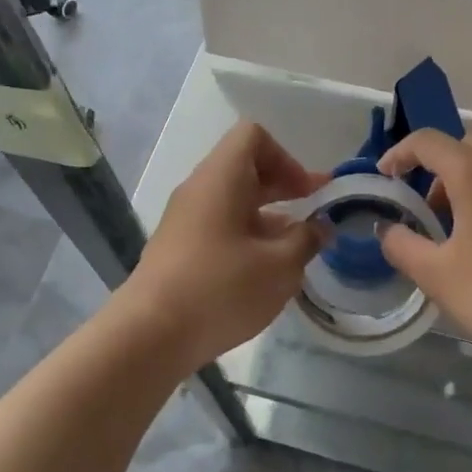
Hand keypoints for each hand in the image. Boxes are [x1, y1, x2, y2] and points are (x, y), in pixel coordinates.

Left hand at [123, 121, 327, 366]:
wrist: (150, 335)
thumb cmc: (220, 289)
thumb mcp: (279, 265)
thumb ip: (307, 239)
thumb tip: (320, 227)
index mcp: (221, 178)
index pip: (253, 136)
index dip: (287, 158)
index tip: (307, 193)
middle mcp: (199, 190)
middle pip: (245, 168)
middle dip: (285, 187)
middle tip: (317, 213)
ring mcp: (185, 221)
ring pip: (233, 201)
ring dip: (269, 217)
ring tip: (297, 248)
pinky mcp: (179, 250)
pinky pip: (220, 227)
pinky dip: (248, 237)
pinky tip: (266, 271)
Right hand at [376, 129, 471, 364]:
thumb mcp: (435, 274)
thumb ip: (402, 245)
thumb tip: (388, 230)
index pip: (428, 142)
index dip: (399, 154)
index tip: (386, 178)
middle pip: (466, 144)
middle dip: (438, 165)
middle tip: (426, 204)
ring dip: (470, 178)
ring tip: (458, 224)